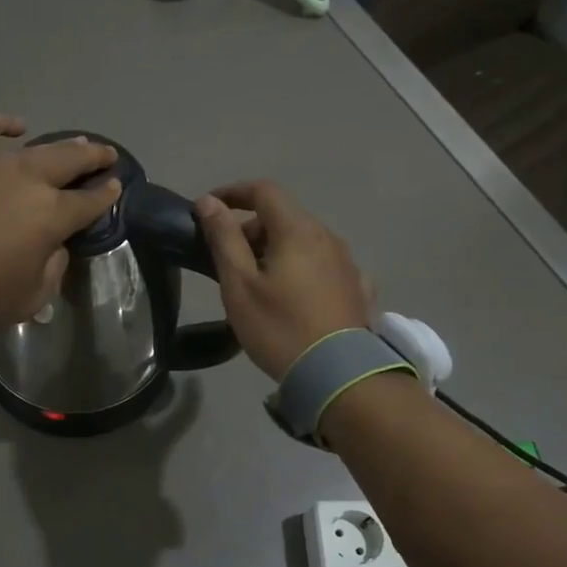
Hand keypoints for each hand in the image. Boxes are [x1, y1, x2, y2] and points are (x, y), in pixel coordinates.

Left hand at [0, 114, 120, 332]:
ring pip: (33, 147)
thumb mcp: (29, 299)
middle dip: (94, 157)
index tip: (116, 187)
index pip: (89, 202)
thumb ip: (52, 269)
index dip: (106, 195)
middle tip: (106, 154)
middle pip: (70, 161)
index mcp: (51, 216)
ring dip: (58, 146)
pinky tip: (15, 127)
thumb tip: (55, 246)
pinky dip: (1, 124)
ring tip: (72, 145)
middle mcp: (28, 180)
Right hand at [195, 181, 372, 378]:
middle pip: (285, 217)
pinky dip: (301, 269)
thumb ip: (224, 239)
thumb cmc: (280, 328)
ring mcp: (348, 263)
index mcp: (297, 231)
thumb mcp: (240, 286)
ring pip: (305, 242)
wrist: (339, 375)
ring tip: (258, 283)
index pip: (264, 191)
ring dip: (277, 249)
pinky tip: (294, 296)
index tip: (208, 208)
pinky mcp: (358, 289)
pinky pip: (323, 266)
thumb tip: (209, 203)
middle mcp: (328, 237)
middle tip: (228, 259)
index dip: (233, 192)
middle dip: (252, 228)